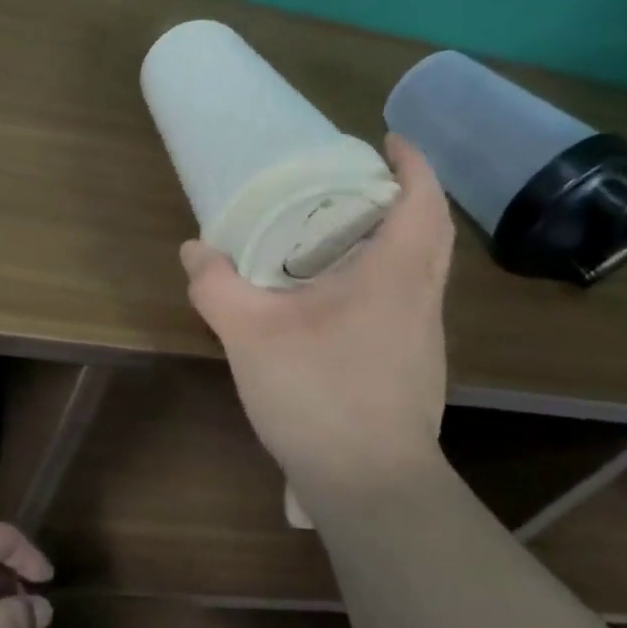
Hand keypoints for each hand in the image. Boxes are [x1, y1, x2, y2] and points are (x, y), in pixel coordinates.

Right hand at [181, 135, 454, 509]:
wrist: (370, 487)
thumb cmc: (319, 394)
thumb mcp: (251, 334)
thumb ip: (217, 286)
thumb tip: (194, 249)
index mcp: (396, 275)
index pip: (423, 201)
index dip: (413, 163)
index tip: (391, 140)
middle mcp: (422, 299)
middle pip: (432, 232)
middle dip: (406, 197)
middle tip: (360, 184)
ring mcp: (425, 339)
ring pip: (424, 271)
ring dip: (399, 240)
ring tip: (347, 236)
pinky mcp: (416, 369)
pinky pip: (409, 302)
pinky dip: (388, 280)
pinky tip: (341, 301)